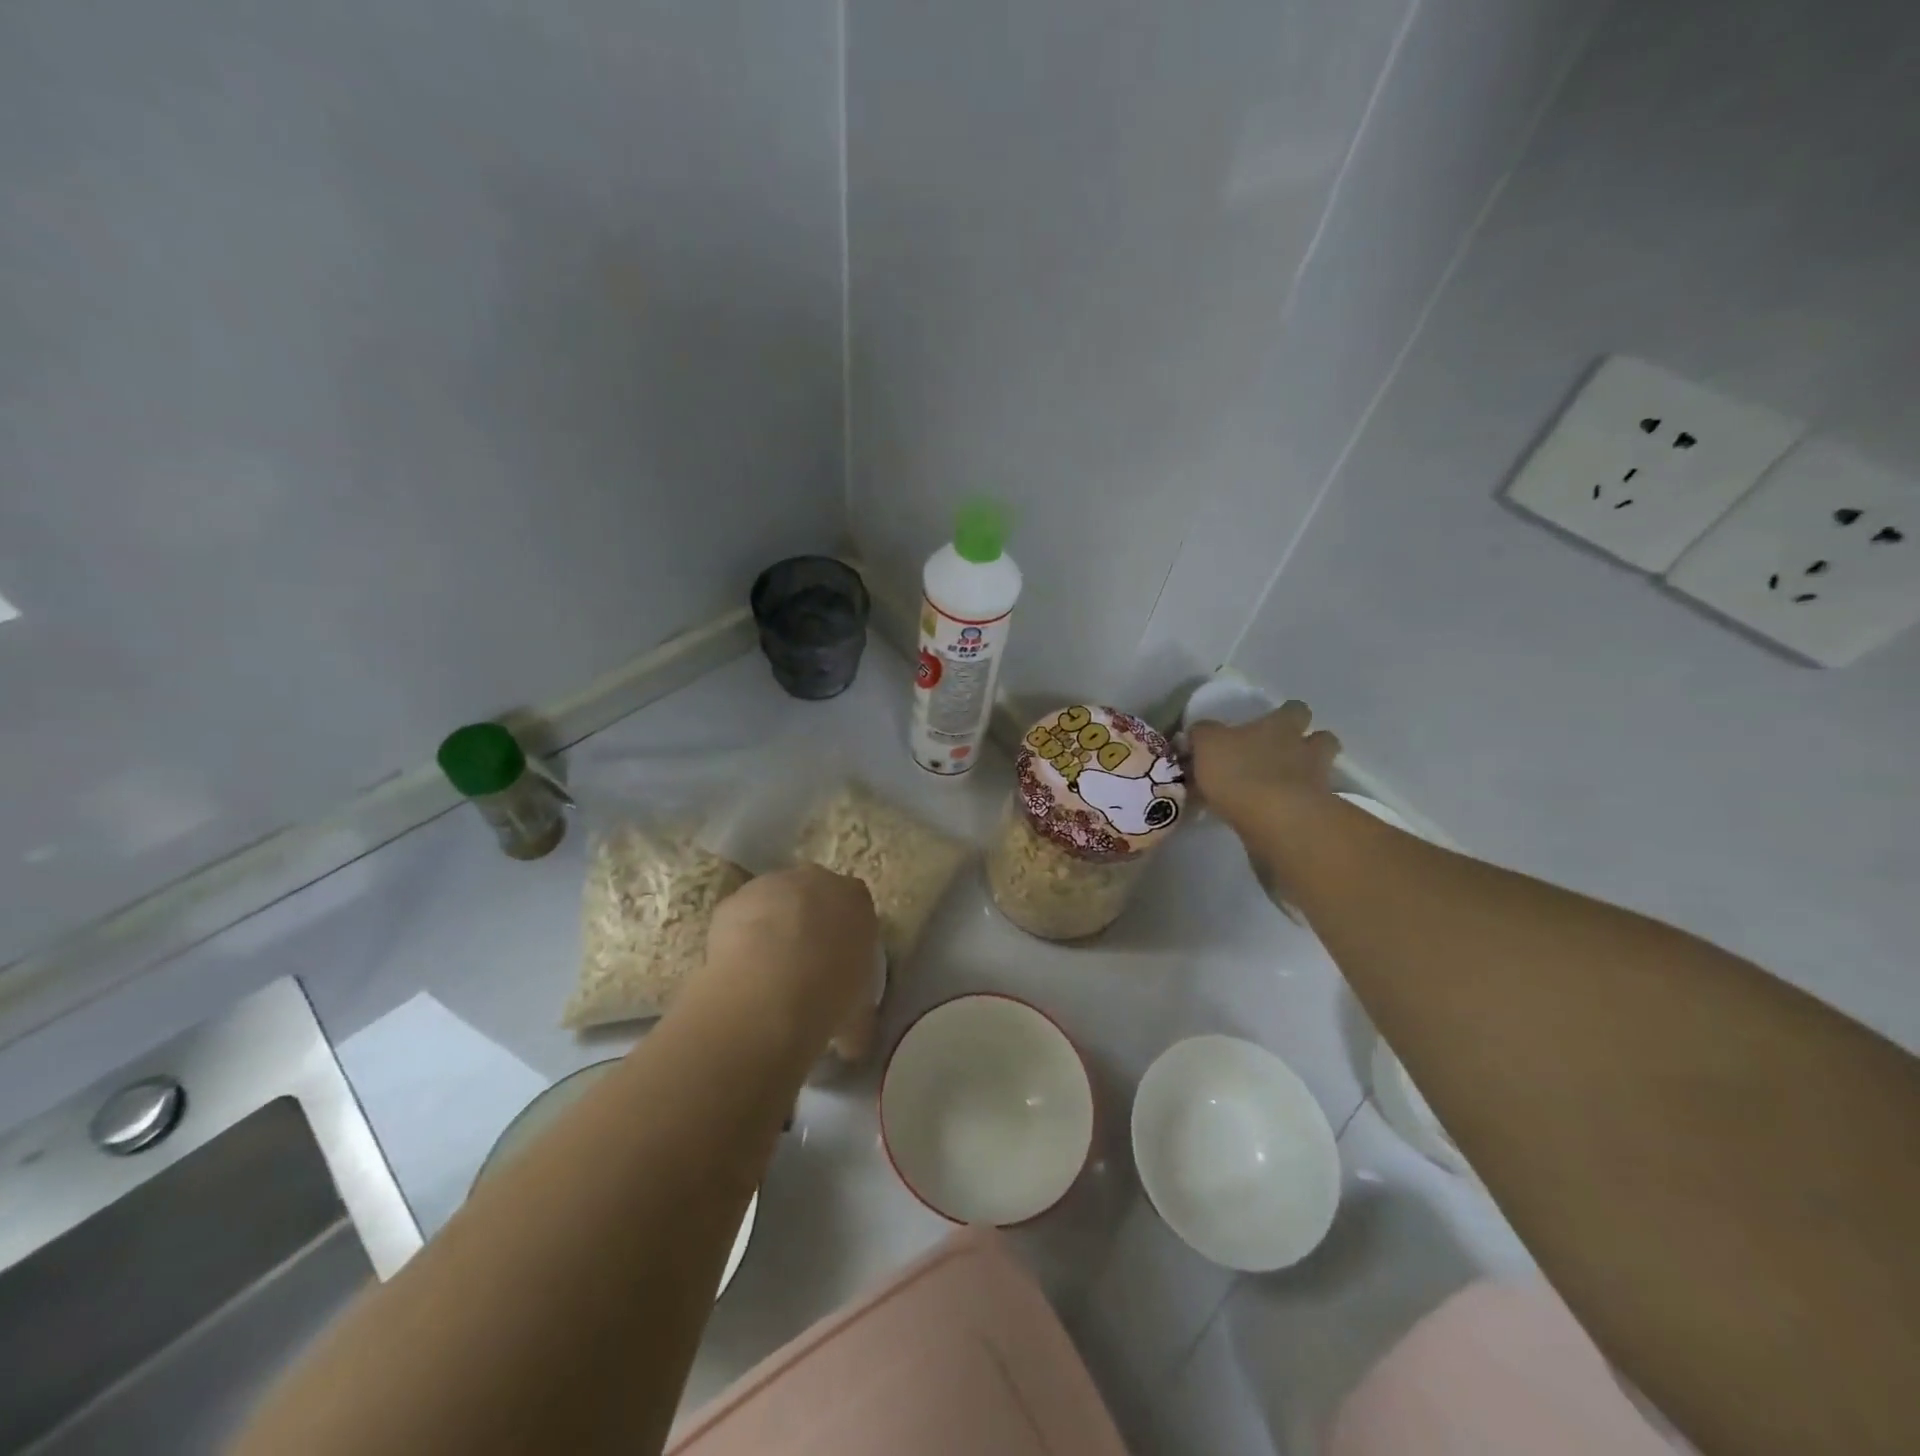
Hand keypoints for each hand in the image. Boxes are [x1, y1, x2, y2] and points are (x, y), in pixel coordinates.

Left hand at [697, 865, 878, 1056]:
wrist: (772, 986)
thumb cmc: (830, 992)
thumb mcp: (857, 1013)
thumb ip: (858, 1020)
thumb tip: (853, 1045)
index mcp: (856, 898)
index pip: (855, 905)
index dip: (844, 932)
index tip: (837, 962)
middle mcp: (816, 880)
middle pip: (814, 894)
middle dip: (809, 921)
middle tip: (802, 964)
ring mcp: (771, 885)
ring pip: (774, 901)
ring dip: (771, 926)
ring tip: (765, 971)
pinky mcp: (734, 899)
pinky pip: (741, 917)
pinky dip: (740, 937)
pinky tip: (739, 970)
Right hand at [1187, 700, 1339, 839]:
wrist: (1276, 820)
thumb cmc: (1240, 772)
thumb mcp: (1207, 745)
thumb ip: (1203, 734)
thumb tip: (1200, 732)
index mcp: (1281, 726)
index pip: (1294, 709)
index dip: (1286, 714)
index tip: (1271, 723)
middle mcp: (1305, 749)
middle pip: (1322, 738)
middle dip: (1309, 743)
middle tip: (1284, 755)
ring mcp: (1316, 782)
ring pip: (1322, 771)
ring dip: (1308, 775)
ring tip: (1283, 786)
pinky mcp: (1316, 814)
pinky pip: (1311, 805)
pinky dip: (1298, 807)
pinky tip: (1278, 816)